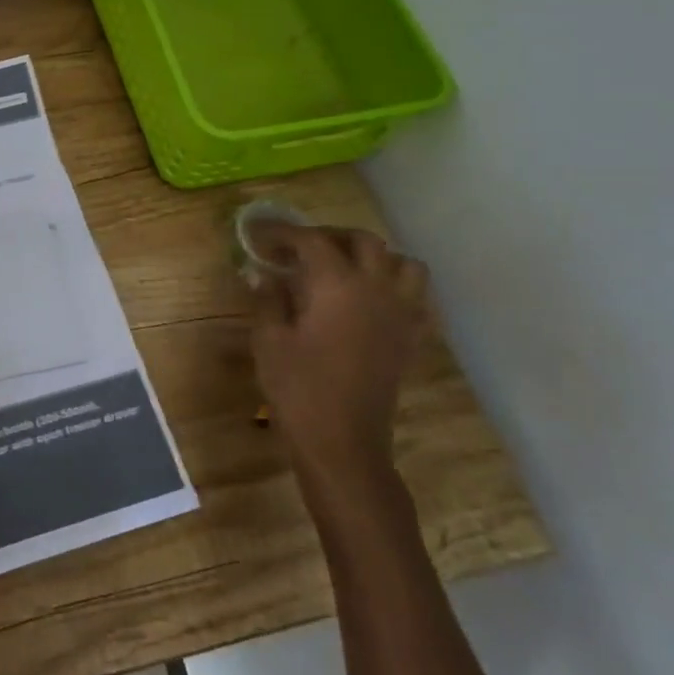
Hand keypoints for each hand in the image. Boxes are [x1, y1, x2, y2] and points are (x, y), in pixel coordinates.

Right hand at [244, 219, 430, 488]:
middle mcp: (377, 288)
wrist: (342, 441)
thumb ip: (267, 298)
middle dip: (327, 236)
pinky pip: (415, 295)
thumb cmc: (298, 387)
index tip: (258, 236)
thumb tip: (260, 272)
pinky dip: (394, 285)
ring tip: (341, 268)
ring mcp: (401, 313)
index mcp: (337, 284)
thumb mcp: (269, 339)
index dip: (282, 233)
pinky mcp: (411, 337)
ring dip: (371, 256)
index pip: (310, 240)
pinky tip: (367, 300)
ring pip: (401, 262)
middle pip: (362, 241)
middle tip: (297, 249)